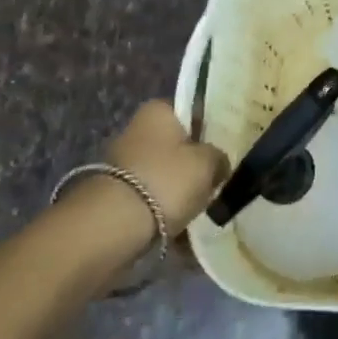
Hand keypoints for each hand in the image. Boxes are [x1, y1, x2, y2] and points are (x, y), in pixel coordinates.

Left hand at [99, 100, 229, 235]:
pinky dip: (165, 211)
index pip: (192, 111)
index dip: (211, 128)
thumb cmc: (166, 180)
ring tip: (202, 209)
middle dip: (194, 163)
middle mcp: (137, 130)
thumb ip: (219, 157)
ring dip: (180, 190)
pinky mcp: (116, 195)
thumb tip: (219, 163)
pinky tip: (183, 228)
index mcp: (159, 110)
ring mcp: (123, 163)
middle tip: (218, 181)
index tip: (227, 148)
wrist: (111, 227)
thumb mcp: (208, 163)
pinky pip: (152, 198)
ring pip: (165, 173)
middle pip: (177, 144)